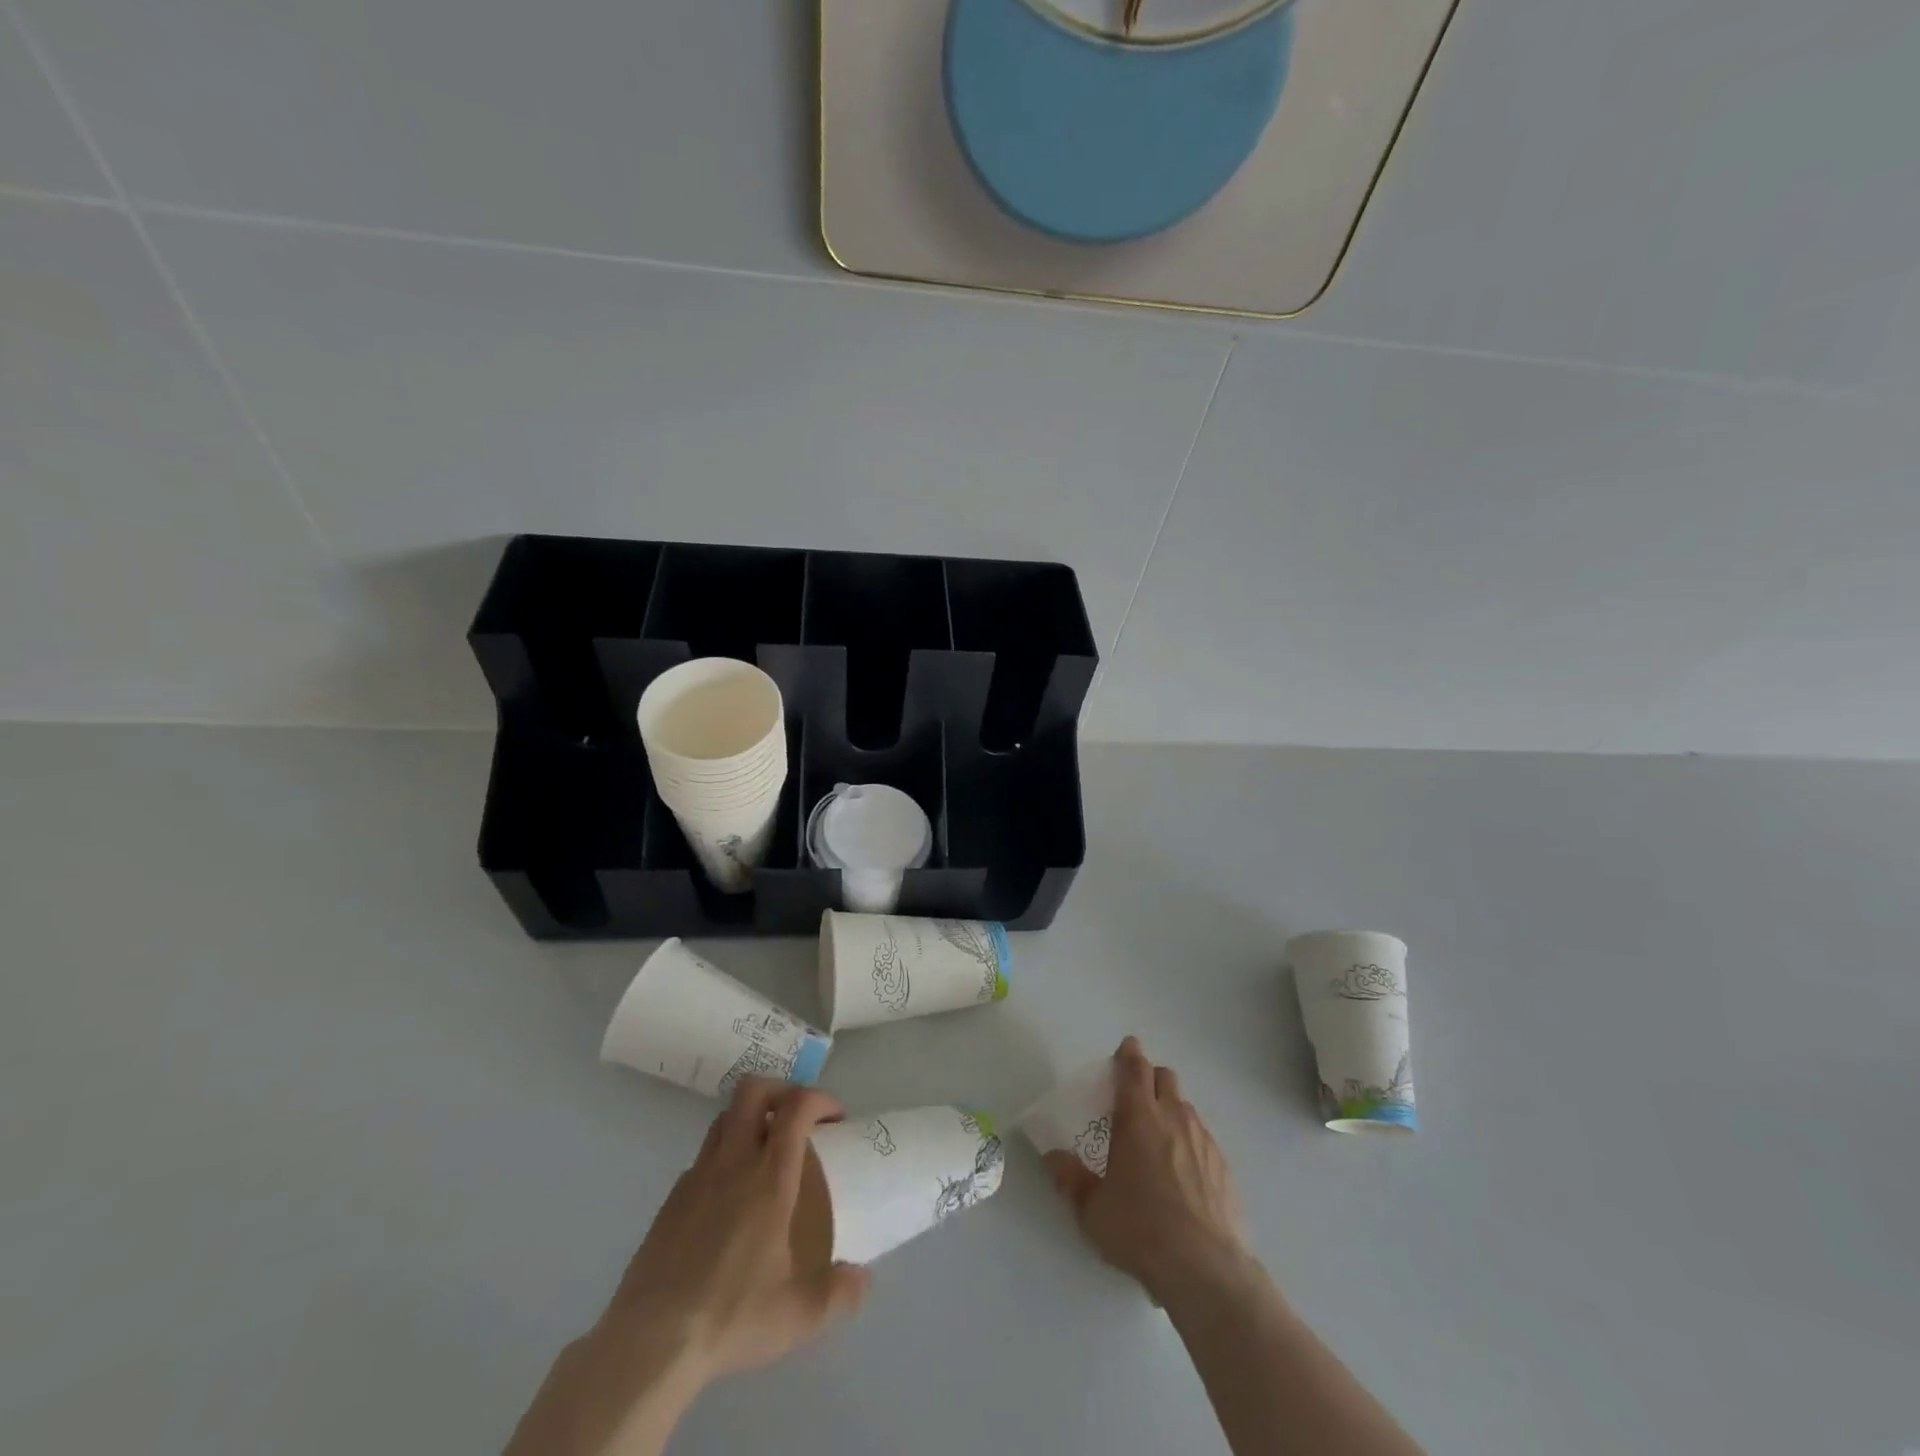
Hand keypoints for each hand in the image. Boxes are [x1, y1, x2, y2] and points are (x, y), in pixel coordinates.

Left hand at [606, 1079, 867, 1384]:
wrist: (650, 1343)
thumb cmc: (731, 1317)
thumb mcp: (799, 1315)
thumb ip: (838, 1293)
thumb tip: (863, 1279)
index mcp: (769, 1178)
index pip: (796, 1107)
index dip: (820, 1098)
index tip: (835, 1118)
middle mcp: (733, 1163)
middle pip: (753, 1090)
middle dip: (781, 1090)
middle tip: (799, 1118)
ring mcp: (697, 1177)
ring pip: (725, 1118)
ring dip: (750, 1119)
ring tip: (767, 1152)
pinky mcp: (671, 1200)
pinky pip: (704, 1157)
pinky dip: (724, 1157)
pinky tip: (731, 1198)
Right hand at [1044, 1037, 1250, 1301]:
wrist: (1205, 1268)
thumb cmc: (1140, 1229)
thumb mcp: (1092, 1209)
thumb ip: (1071, 1178)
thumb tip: (1052, 1157)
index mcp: (1138, 1117)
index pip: (1135, 1068)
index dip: (1129, 1054)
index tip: (1126, 1048)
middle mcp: (1174, 1118)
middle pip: (1165, 1078)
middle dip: (1150, 1078)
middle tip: (1136, 1097)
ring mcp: (1205, 1141)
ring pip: (1186, 1108)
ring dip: (1171, 1111)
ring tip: (1159, 1140)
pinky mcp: (1225, 1168)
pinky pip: (1205, 1140)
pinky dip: (1191, 1144)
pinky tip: (1184, 1175)